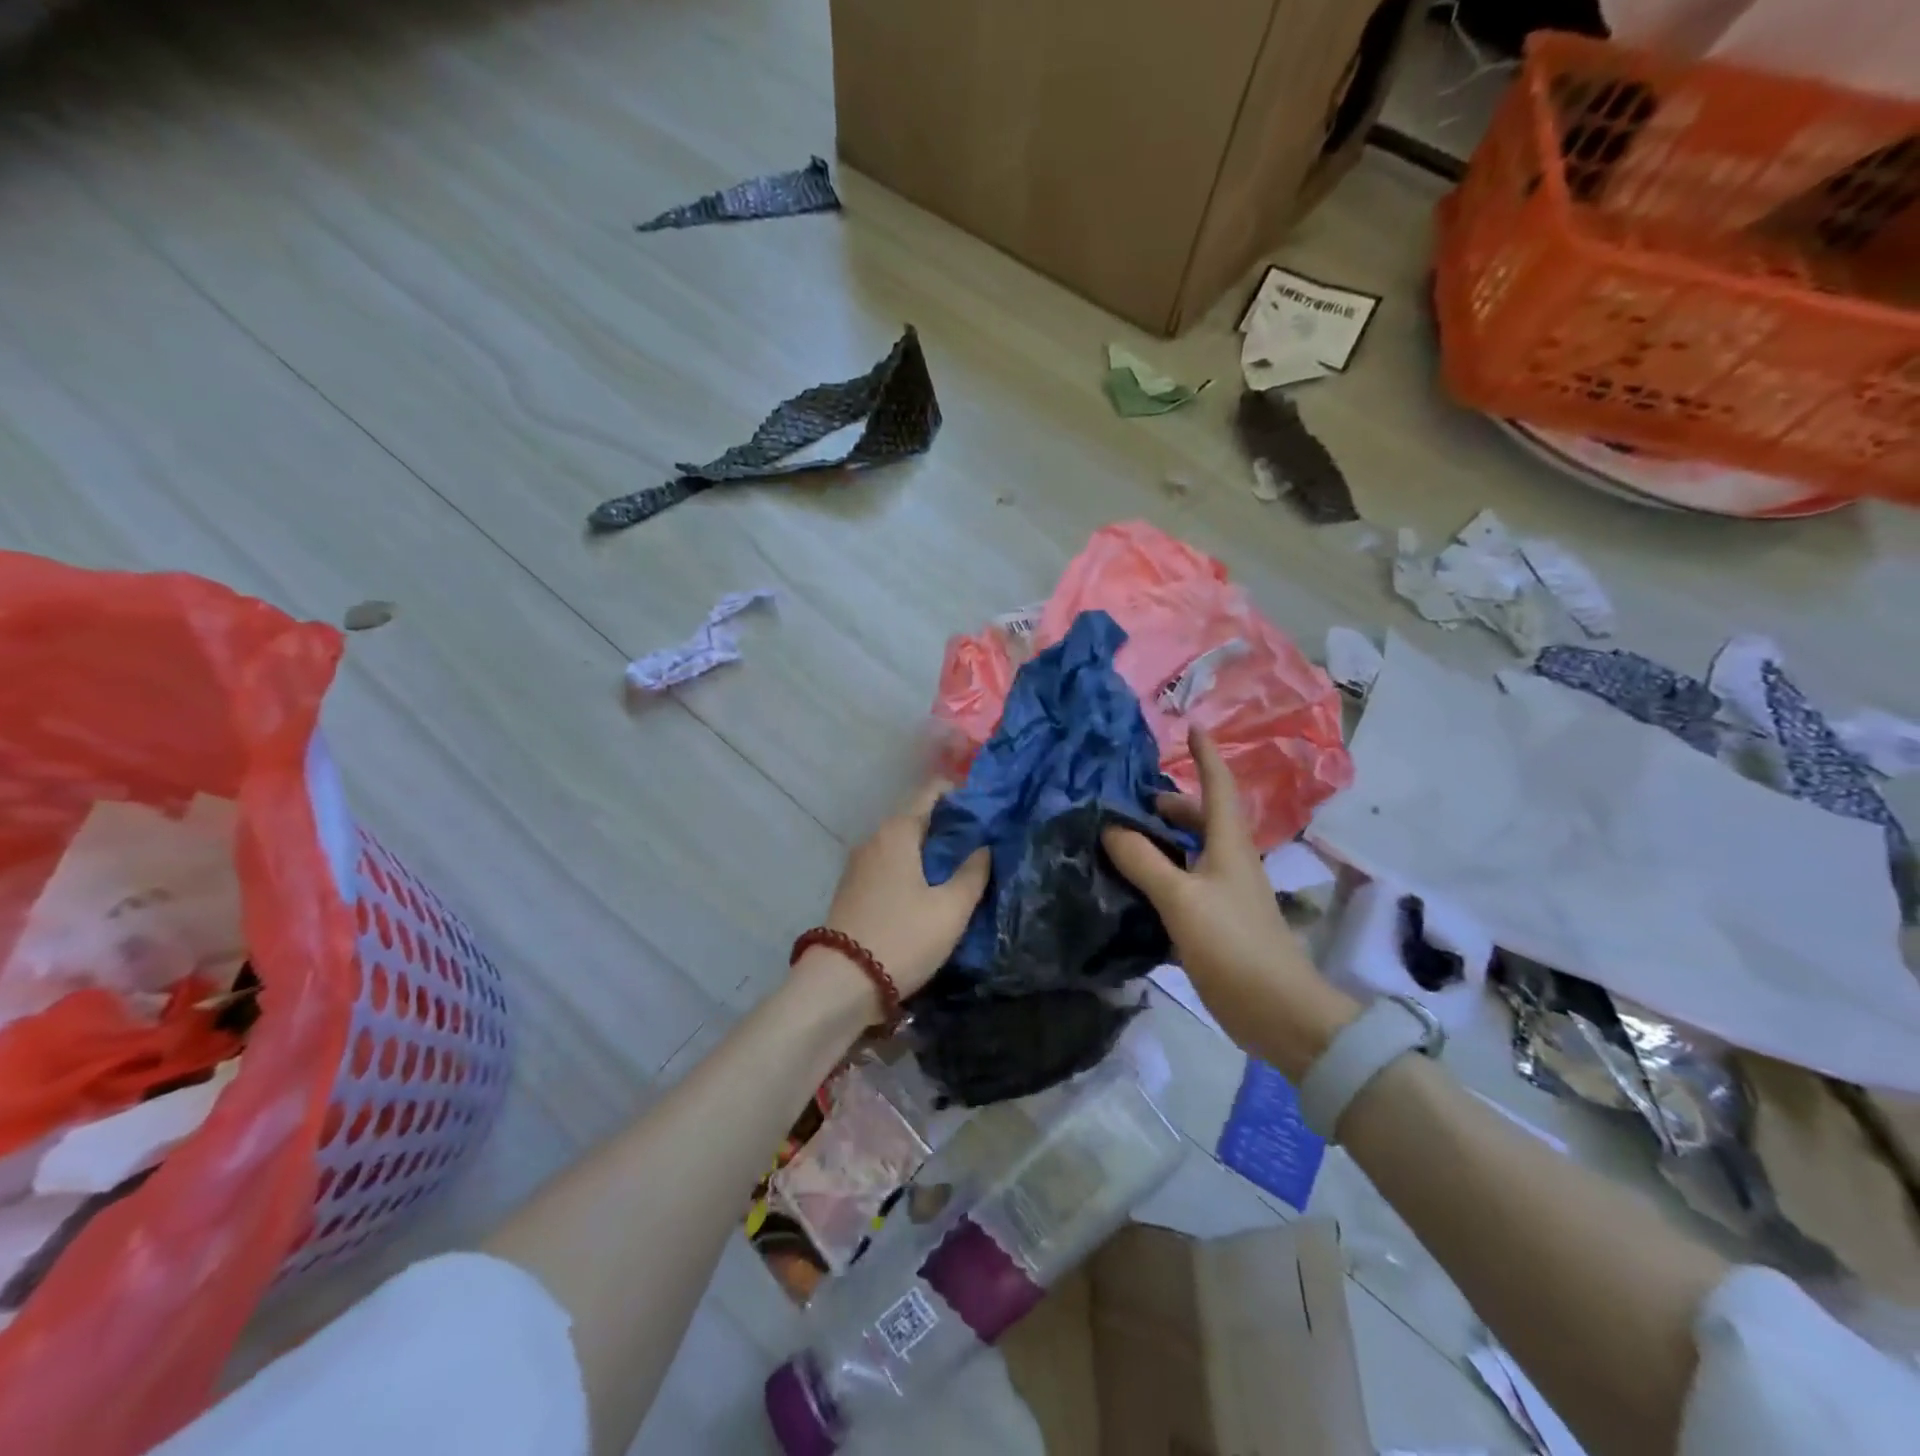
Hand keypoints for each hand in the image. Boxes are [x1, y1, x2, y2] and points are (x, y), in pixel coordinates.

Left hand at [797, 780, 989, 1014]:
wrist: (841, 983)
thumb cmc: (903, 938)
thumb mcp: (951, 909)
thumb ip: (973, 873)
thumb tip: (984, 847)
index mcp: (898, 831)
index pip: (930, 792)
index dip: (960, 794)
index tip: (986, 808)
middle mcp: (874, 838)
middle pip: (917, 818)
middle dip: (949, 826)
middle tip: (983, 843)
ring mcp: (858, 864)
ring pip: (903, 844)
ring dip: (930, 850)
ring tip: (961, 867)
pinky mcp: (853, 889)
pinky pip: (890, 865)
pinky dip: (912, 868)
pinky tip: (930, 889)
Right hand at [1102, 728, 1357, 1079]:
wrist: (1278, 1011)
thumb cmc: (1233, 944)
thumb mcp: (1181, 898)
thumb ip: (1144, 861)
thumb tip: (1110, 827)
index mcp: (1229, 845)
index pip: (1218, 786)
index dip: (1206, 756)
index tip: (1192, 726)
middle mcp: (1230, 862)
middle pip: (1201, 819)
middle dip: (1170, 804)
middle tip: (1129, 801)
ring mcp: (1225, 894)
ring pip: (1191, 853)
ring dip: (1162, 841)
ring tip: (1122, 840)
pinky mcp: (1218, 924)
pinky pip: (1184, 885)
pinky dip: (1161, 876)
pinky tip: (1133, 887)